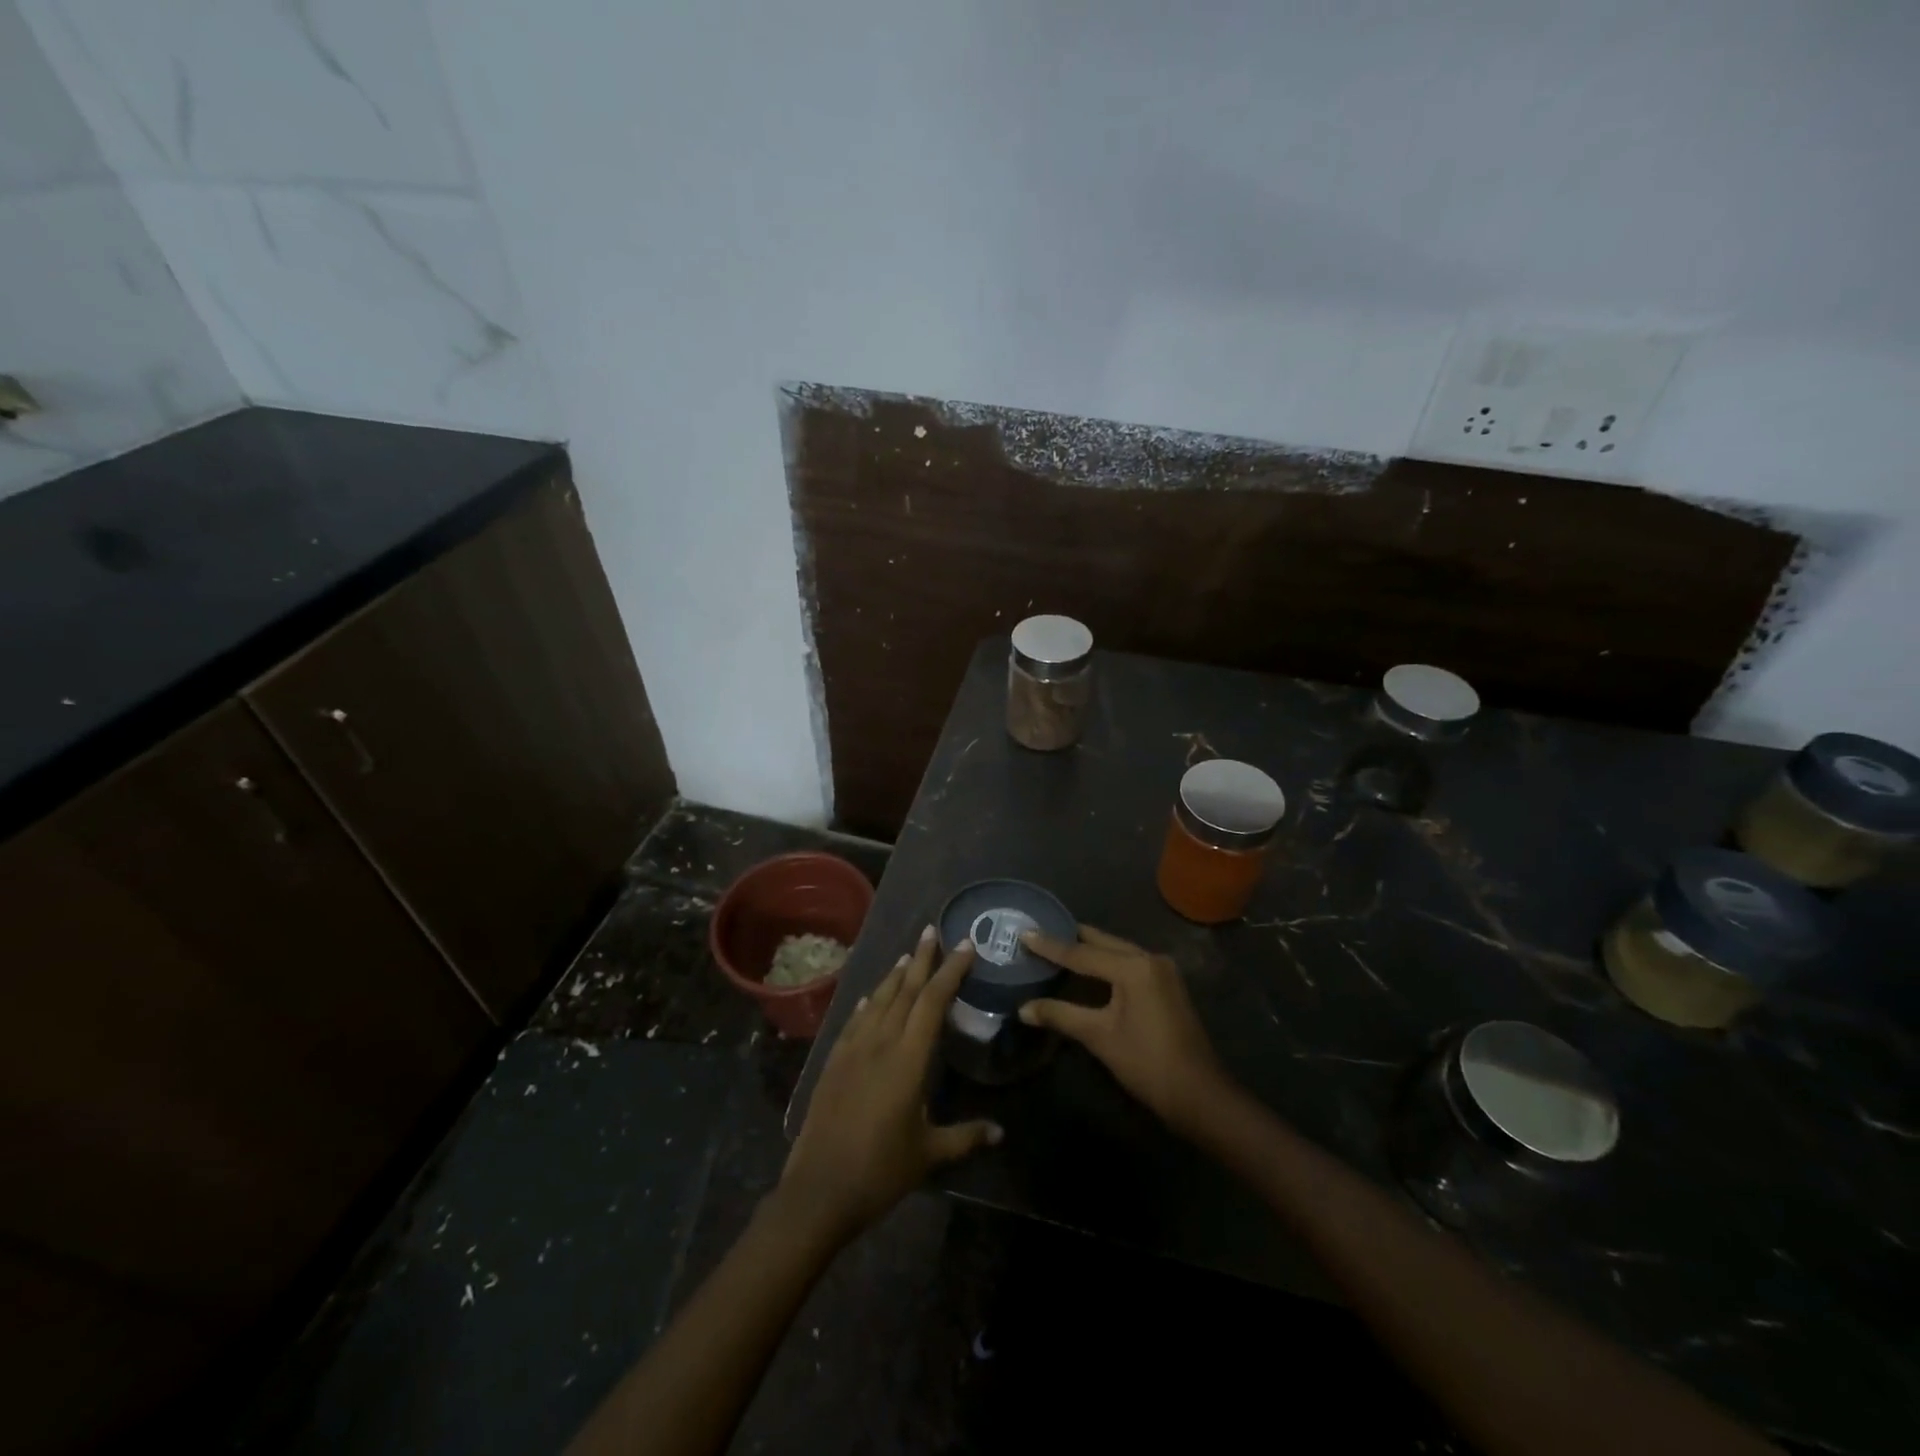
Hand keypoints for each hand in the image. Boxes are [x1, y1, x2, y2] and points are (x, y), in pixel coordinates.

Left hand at [778, 927, 1000, 1243]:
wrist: (819, 1189)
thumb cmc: (880, 1171)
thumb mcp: (928, 1154)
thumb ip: (965, 1137)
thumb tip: (1000, 1131)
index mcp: (909, 1059)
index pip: (933, 1002)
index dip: (951, 971)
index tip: (965, 946)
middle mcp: (881, 1043)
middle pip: (906, 990)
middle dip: (922, 958)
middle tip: (933, 930)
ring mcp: (853, 1049)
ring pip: (879, 1000)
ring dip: (896, 975)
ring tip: (908, 955)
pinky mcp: (833, 1061)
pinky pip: (855, 1020)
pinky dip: (868, 1002)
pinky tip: (872, 995)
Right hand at [1019, 925, 1230, 1134]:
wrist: (1199, 1094)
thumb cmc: (1147, 1063)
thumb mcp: (1099, 1037)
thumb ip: (1060, 1015)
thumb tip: (1023, 1008)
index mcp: (1134, 967)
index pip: (1082, 953)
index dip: (1050, 945)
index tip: (1024, 932)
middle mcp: (1150, 959)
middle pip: (1102, 942)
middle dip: (1070, 938)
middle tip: (1039, 931)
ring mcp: (1162, 971)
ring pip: (1117, 950)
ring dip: (1089, 949)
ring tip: (1057, 944)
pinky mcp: (1166, 985)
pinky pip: (1129, 963)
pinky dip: (1106, 962)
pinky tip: (1088, 967)